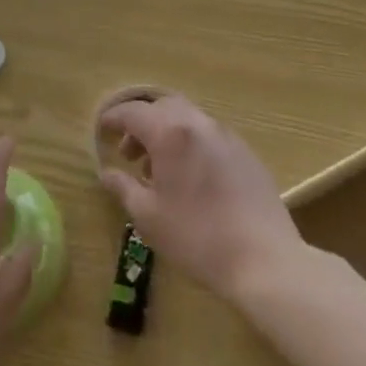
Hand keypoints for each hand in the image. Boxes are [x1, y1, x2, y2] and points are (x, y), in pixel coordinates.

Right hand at [97, 93, 302, 303]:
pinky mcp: (245, 152)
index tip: (101, 131)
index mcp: (170, 133)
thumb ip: (124, 188)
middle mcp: (198, 124)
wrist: (264, 259)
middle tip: (130, 153)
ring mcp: (226, 135)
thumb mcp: (149, 216)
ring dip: (166, 133)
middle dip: (141, 123)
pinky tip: (191, 179)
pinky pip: (209, 135)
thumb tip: (107, 173)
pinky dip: (190, 143)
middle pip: (162, 107)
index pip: (133, 112)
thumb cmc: (197, 237)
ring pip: (188, 118)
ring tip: (159, 170)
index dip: (113, 118)